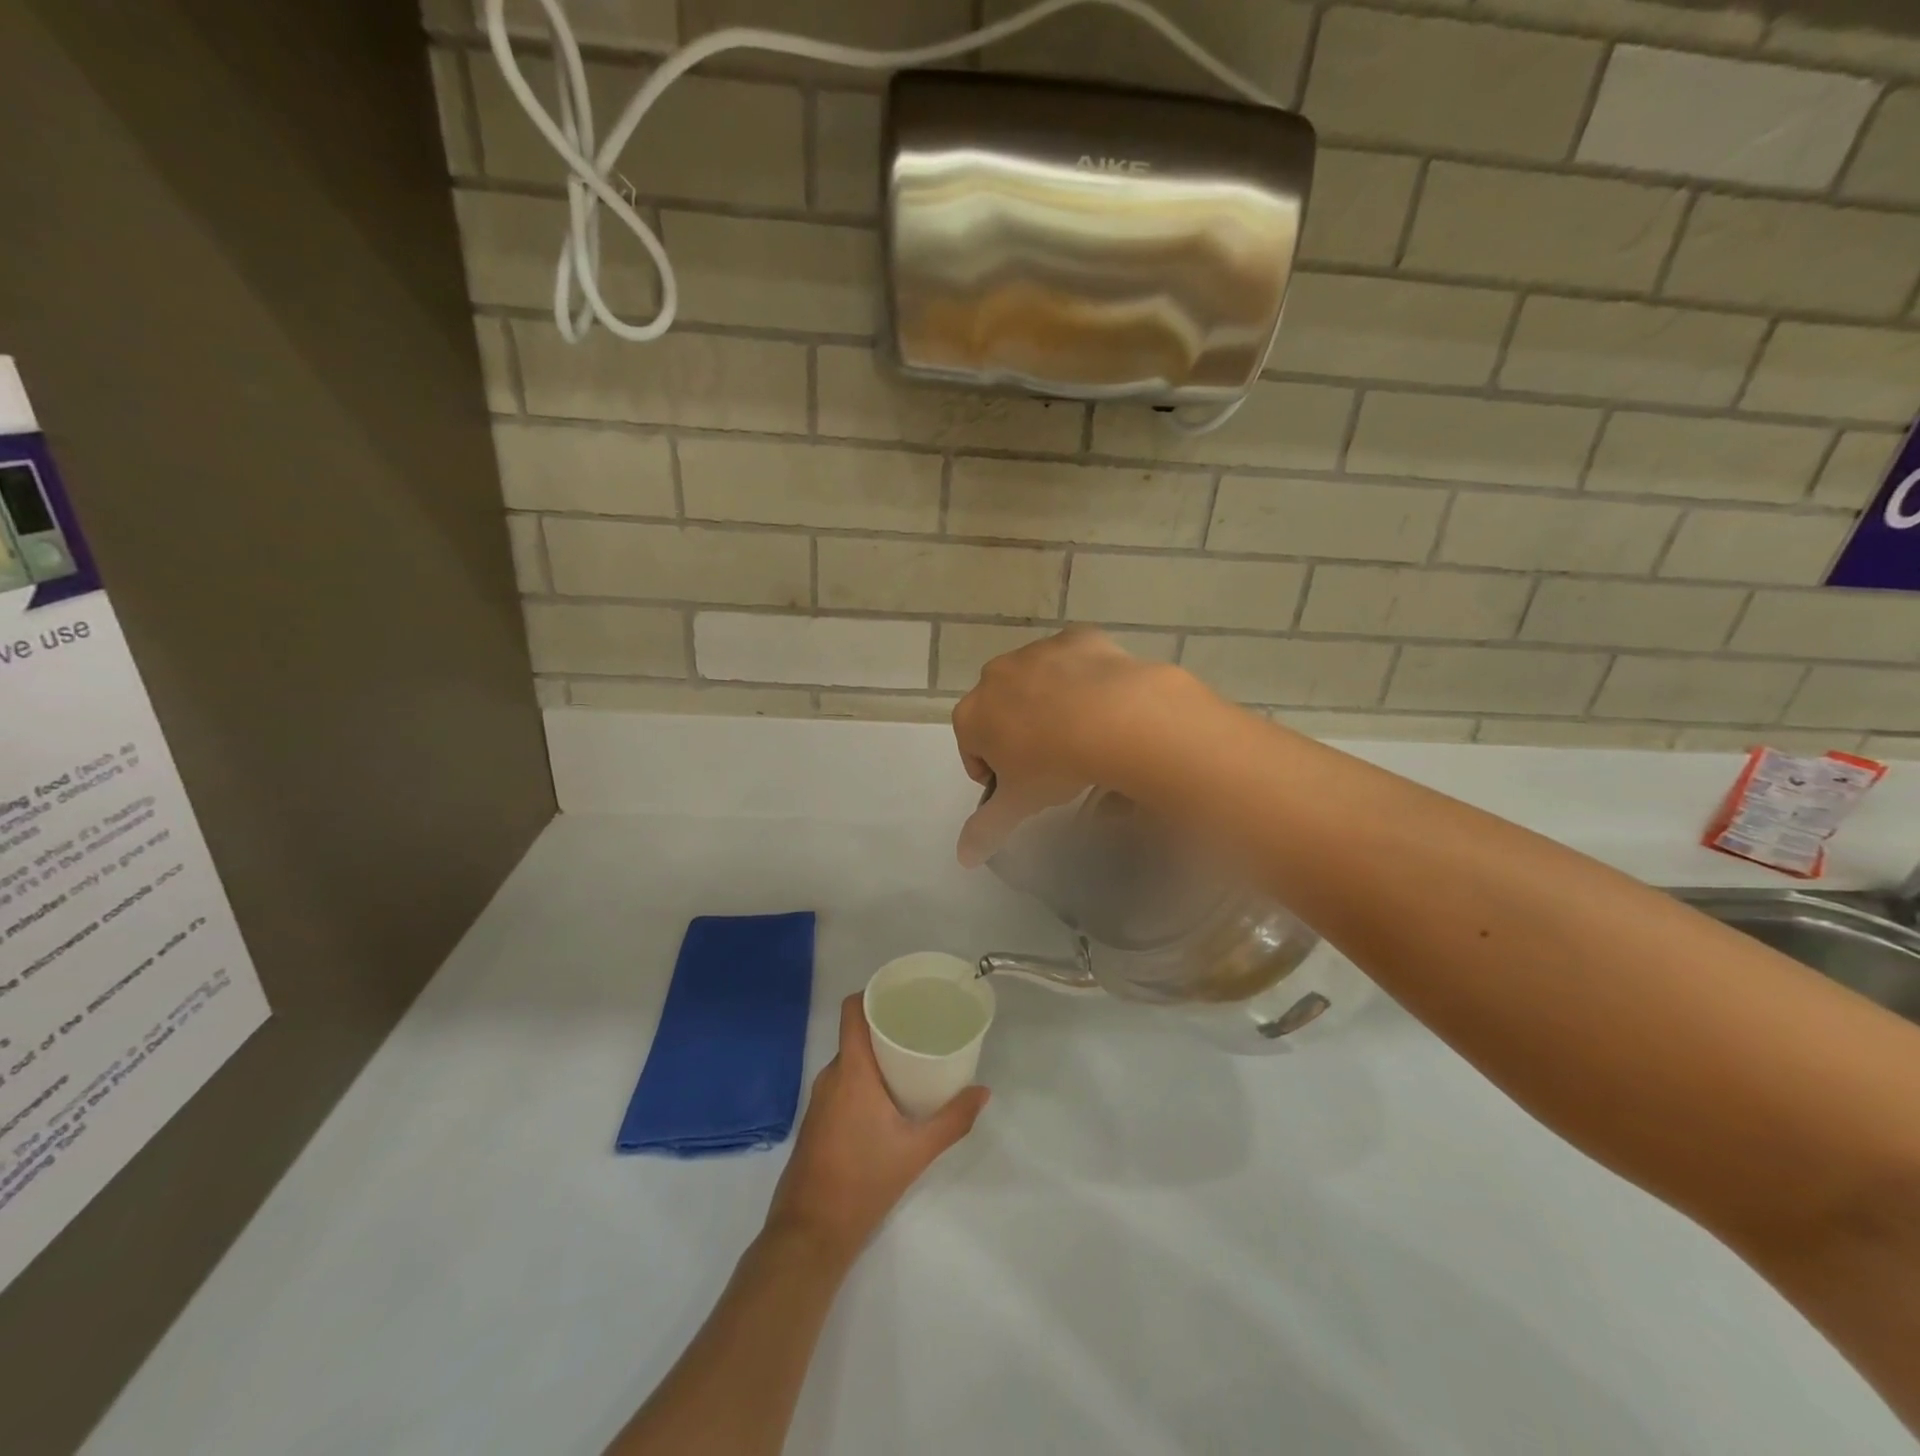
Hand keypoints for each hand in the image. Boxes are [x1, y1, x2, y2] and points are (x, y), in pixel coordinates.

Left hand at [765, 995, 987, 1264]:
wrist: (809, 1233)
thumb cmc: (863, 1182)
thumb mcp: (916, 1151)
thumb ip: (952, 1119)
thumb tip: (983, 1092)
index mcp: (851, 1071)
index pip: (852, 1010)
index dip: (873, 993)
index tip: (902, 994)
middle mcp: (831, 1076)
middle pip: (856, 1034)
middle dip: (885, 1026)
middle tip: (920, 1028)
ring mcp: (819, 1100)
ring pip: (850, 1061)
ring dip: (876, 1055)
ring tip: (910, 1059)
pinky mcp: (817, 1121)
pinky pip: (842, 1083)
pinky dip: (864, 1078)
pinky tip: (888, 1096)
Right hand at [950, 628, 1201, 866]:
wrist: (1114, 718)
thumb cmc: (1053, 765)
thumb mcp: (1019, 804)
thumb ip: (986, 830)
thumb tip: (963, 858)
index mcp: (972, 714)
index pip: (971, 748)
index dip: (993, 771)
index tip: (1021, 787)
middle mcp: (995, 676)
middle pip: (1000, 710)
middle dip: (1018, 732)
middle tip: (1052, 762)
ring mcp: (1036, 652)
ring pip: (1037, 682)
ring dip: (1049, 703)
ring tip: (1082, 733)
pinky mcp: (1077, 638)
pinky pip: (1074, 660)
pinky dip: (1083, 677)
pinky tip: (1104, 702)